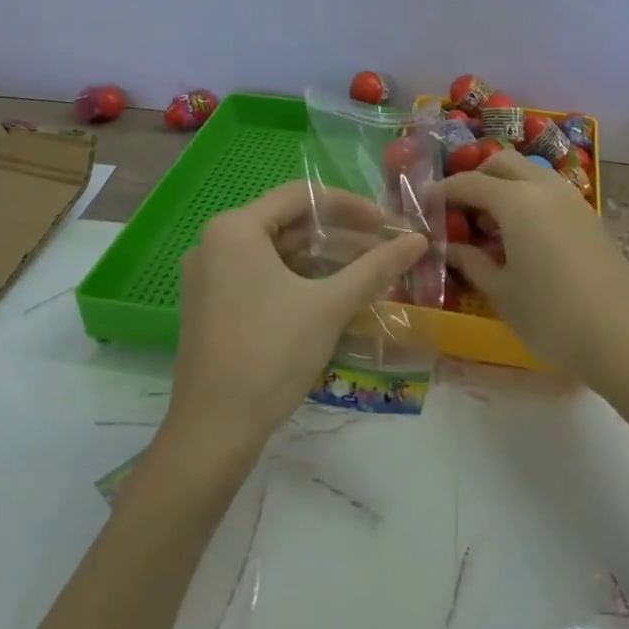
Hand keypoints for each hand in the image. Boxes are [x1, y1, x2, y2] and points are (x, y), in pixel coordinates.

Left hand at [165, 182, 426, 460]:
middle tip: (382, 248)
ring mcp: (208, 276)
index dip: (349, 205)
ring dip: (321, 259)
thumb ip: (376, 267)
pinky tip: (332, 295)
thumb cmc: (271, 355)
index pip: (300, 197)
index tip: (386, 223)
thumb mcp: (329, 306)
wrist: (213, 432)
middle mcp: (214, 242)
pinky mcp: (210, 305)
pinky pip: (260, 276)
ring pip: (276, 253)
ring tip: (367, 272)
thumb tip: (419, 240)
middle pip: (288, 223)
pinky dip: (297, 279)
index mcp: (234, 229)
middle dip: (339, 235)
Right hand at [443, 150, 628, 387]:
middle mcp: (544, 188)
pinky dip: (528, 198)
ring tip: (491, 223)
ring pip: (530, 173)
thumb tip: (450, 246)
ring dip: (505, 185)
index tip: (425, 206)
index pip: (469, 182)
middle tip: (460, 210)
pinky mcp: (590, 217)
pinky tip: (523, 236)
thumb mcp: (501, 293)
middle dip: (476, 177)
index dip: (443, 191)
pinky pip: (550, 192)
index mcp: (516, 201)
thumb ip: (472, 262)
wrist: (626, 338)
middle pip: (502, 163)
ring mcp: (573, 200)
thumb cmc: (552, 317)